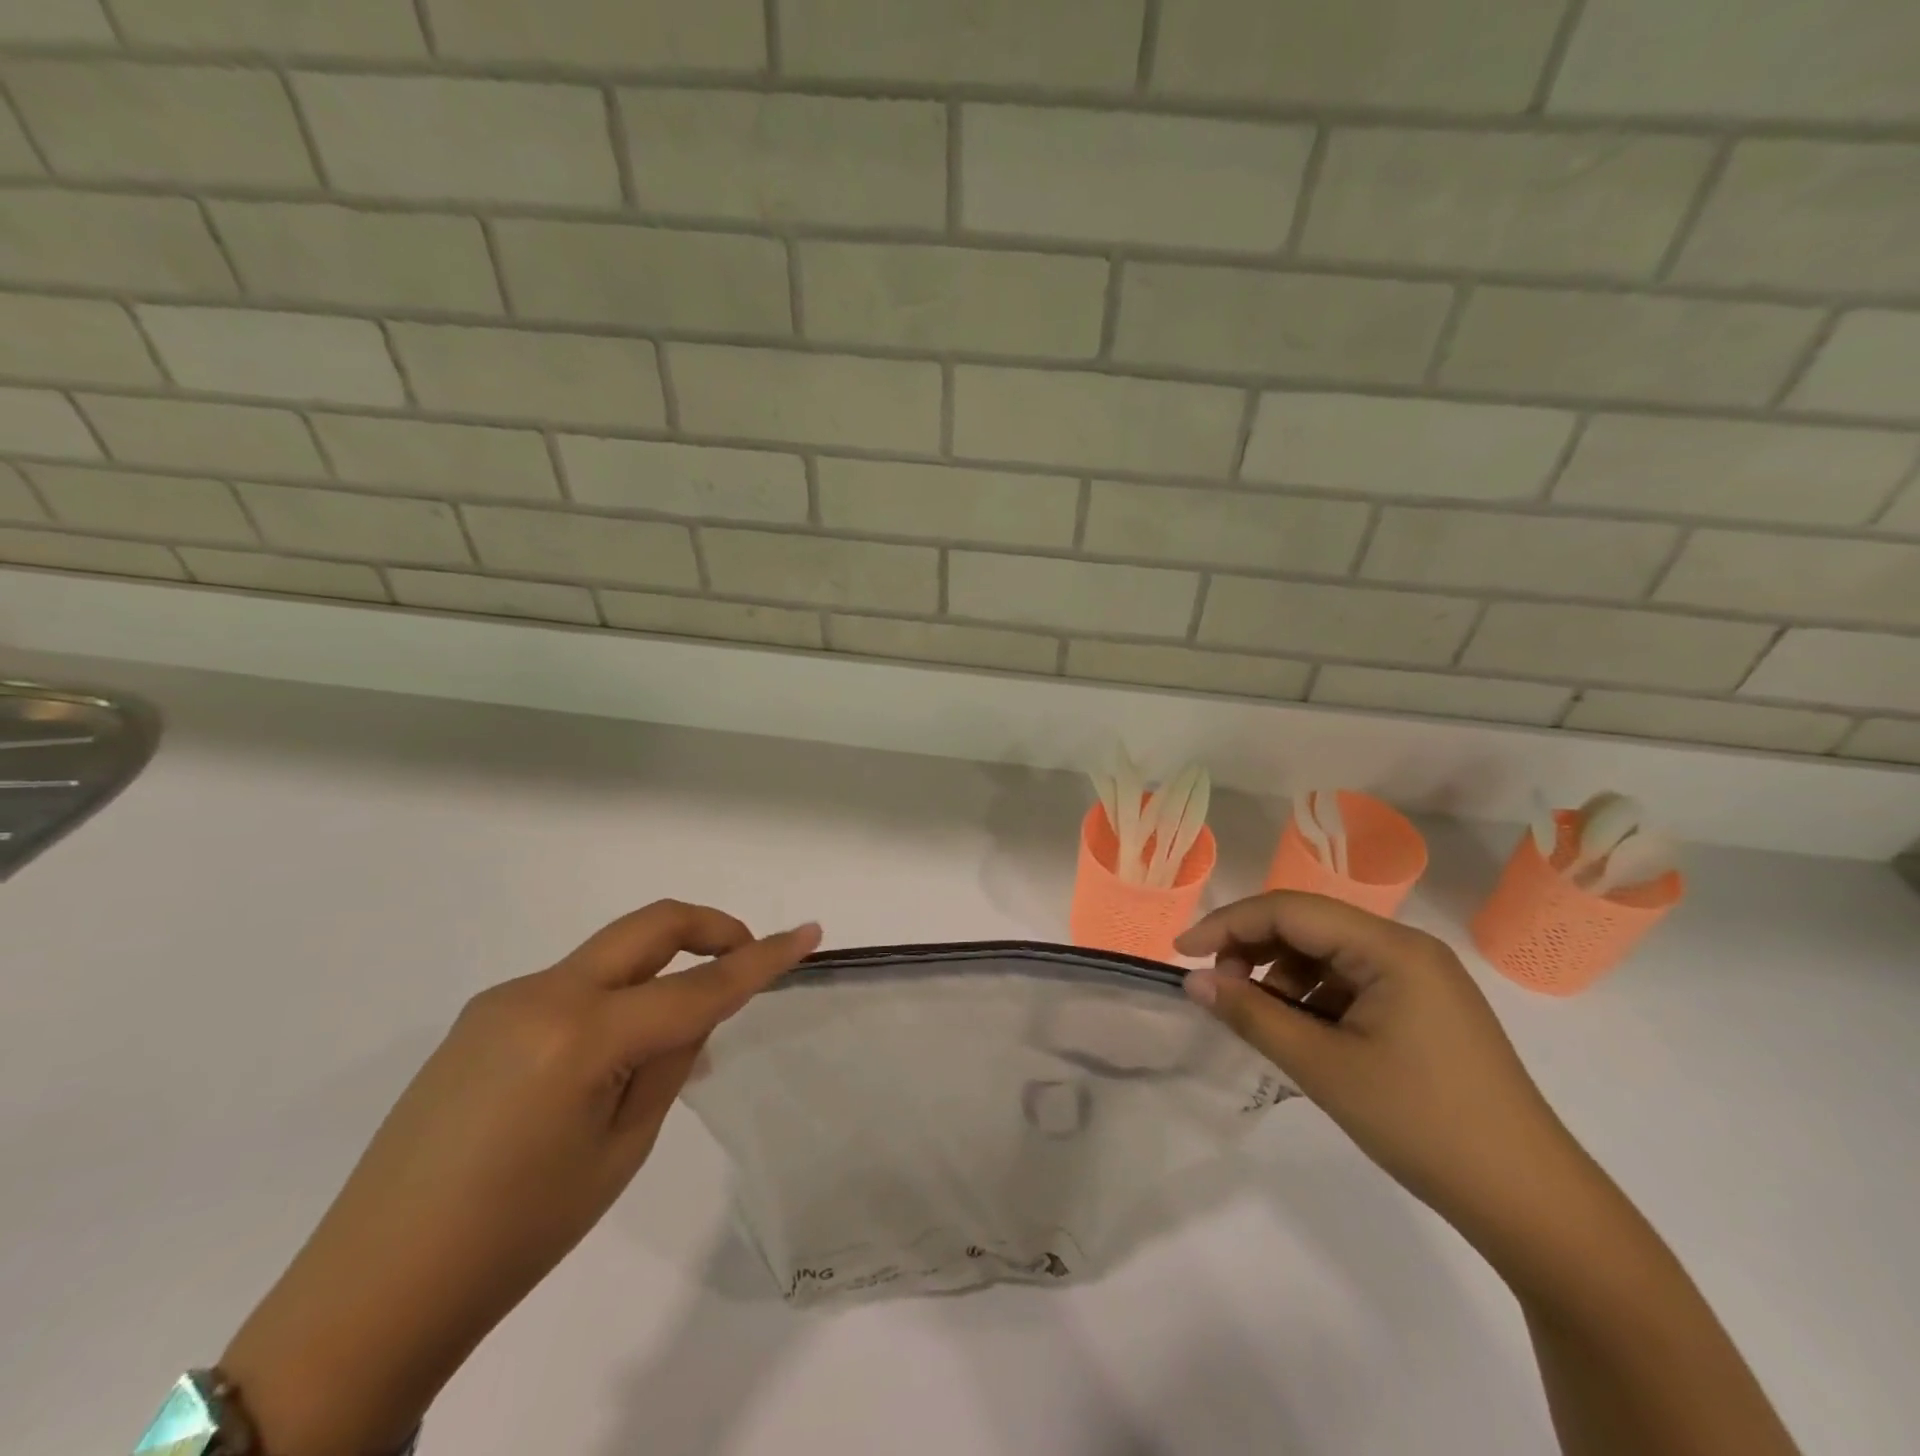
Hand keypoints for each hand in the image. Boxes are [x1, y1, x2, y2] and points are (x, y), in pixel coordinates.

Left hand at [222, 902, 820, 1455]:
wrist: (371, 1294)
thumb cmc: (517, 1235)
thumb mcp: (621, 1151)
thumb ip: (669, 1062)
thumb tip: (695, 1011)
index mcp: (582, 1036)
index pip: (698, 987)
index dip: (761, 958)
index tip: (808, 932)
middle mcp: (542, 995)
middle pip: (648, 926)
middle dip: (710, 928)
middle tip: (746, 953)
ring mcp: (504, 1000)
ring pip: (610, 957)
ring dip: (657, 973)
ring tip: (667, 1041)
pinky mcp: (481, 1017)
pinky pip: (571, 987)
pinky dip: (612, 1000)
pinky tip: (603, 1062)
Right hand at [1177, 892, 1582, 1238]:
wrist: (1531, 1203)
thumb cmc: (1423, 1123)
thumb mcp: (1323, 1068)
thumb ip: (1251, 1015)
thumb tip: (1192, 981)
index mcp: (1390, 947)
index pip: (1289, 910)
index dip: (1227, 924)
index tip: (1181, 953)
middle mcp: (1407, 948)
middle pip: (1308, 926)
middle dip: (1254, 949)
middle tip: (1219, 990)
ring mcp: (1420, 979)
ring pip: (1327, 954)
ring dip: (1282, 976)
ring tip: (1261, 1020)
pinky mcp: (1424, 1009)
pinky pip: (1351, 982)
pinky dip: (1313, 998)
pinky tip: (1300, 1033)